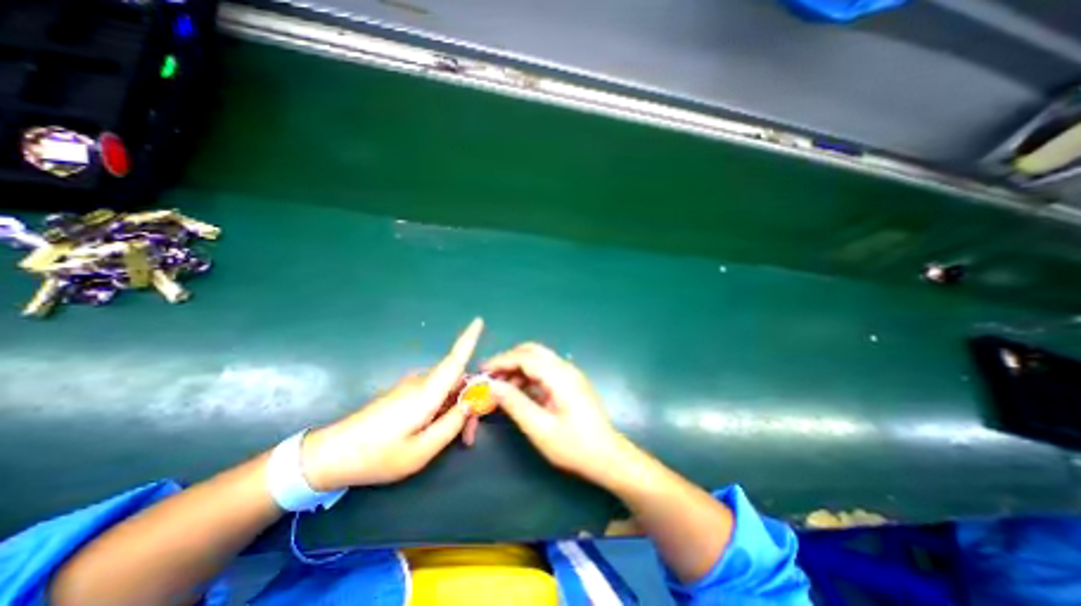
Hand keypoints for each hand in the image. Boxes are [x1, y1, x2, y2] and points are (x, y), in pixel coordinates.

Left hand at [293, 321, 479, 488]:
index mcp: (426, 394)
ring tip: (458, 438)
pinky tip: (441, 430)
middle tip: (470, 436)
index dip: (469, 339)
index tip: (479, 320)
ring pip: (448, 389)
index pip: (454, 360)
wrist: (330, 455)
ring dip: (458, 409)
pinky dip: (446, 409)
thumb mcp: (420, 451)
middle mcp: (421, 383)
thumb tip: (472, 402)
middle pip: (458, 381)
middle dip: (472, 402)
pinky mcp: (405, 394)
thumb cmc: (376, 456)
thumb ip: (451, 425)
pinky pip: (436, 394)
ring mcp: (412, 387)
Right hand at [483, 343, 625, 483]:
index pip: (525, 357)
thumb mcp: (540, 428)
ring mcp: (570, 374)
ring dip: (518, 369)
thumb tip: (490, 385)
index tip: (481, 371)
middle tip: (490, 378)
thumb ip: (514, 403)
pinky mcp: (570, 382)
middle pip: (532, 351)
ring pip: (538, 360)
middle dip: (509, 361)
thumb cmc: (574, 446)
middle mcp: (566, 368)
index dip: (501, 361)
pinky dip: (528, 376)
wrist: (608, 456)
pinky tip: (519, 393)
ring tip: (501, 389)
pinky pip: (545, 371)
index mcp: (560, 376)